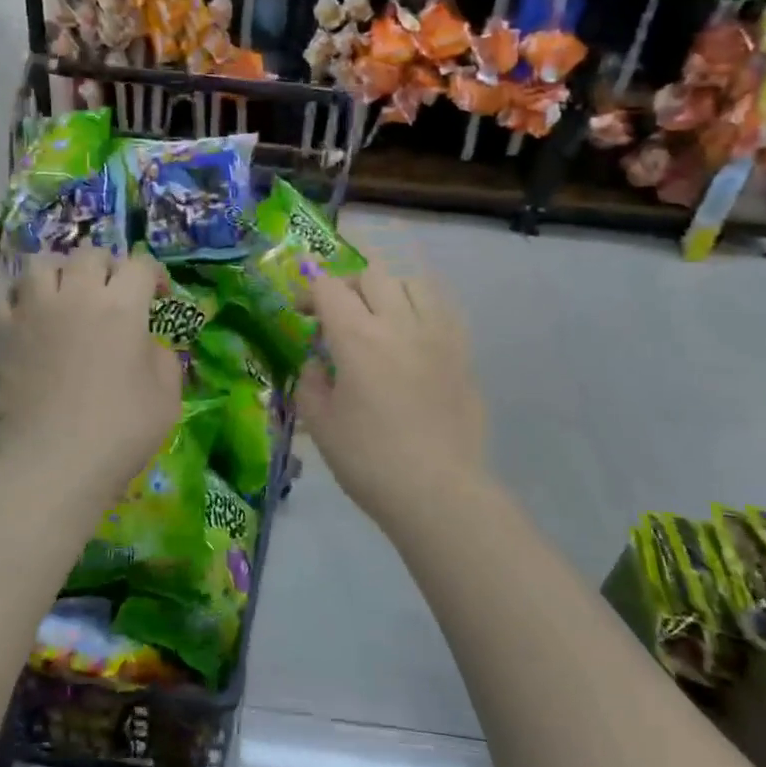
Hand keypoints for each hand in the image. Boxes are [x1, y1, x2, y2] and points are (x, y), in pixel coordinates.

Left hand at [0, 248, 180, 500]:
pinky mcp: (2, 334)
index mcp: (122, 306)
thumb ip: (162, 358)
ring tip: (63, 292)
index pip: (141, 265)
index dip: (155, 276)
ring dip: (57, 271)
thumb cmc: (121, 432)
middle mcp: (76, 296)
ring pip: (39, 263)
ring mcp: (33, 311)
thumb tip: (146, 343)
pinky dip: (11, 296)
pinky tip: (22, 311)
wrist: (55, 464)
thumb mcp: (167, 396)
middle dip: (107, 267)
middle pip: (89, 255)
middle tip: (112, 292)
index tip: (158, 297)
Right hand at [300, 264, 488, 526]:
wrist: (437, 492)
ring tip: (380, 317)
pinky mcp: (463, 353)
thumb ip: (310, 383)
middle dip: (348, 285)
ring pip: (413, 283)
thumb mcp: (320, 424)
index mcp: (357, 338)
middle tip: (338, 312)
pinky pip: (443, 310)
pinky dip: (421, 309)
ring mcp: (438, 335)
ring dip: (389, 290)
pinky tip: (413, 335)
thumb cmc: (369, 460)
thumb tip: (317, 364)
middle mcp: (400, 324)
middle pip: (372, 274)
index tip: (302, 312)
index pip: (330, 288)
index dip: (310, 291)